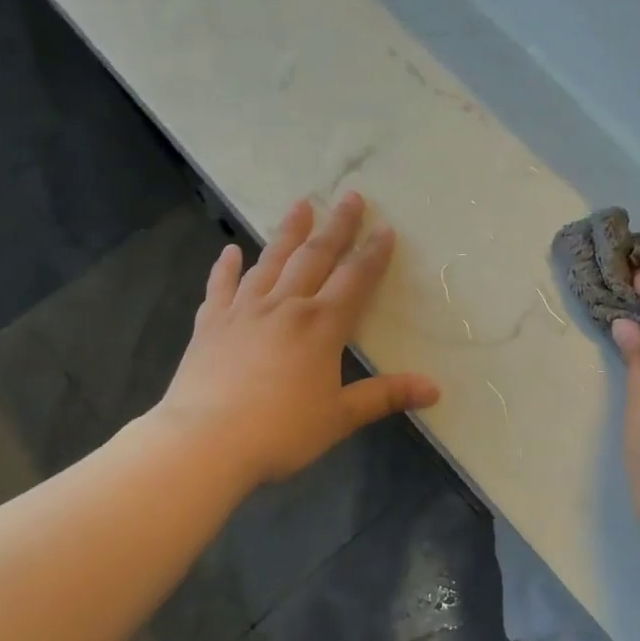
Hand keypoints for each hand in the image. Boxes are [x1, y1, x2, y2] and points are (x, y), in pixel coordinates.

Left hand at [154, 193, 439, 486]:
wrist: (204, 443)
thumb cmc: (280, 432)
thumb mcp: (340, 417)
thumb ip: (386, 397)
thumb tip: (435, 389)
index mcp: (321, 325)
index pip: (355, 280)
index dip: (373, 254)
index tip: (385, 228)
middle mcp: (285, 306)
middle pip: (315, 257)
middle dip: (336, 226)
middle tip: (350, 197)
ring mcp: (243, 311)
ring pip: (270, 261)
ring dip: (288, 232)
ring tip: (300, 205)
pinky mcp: (211, 324)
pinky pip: (221, 287)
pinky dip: (226, 268)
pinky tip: (230, 252)